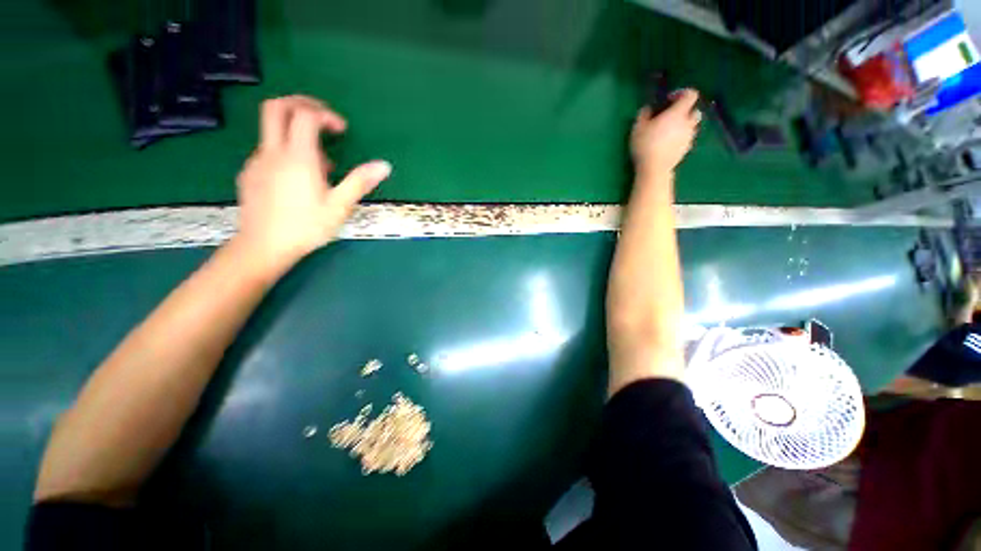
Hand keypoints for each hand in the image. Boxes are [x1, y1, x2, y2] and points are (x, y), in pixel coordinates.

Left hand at [233, 95, 391, 273]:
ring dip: (296, 134)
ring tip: (320, 165)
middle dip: (301, 104)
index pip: (305, 115)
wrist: (263, 247)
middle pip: (276, 107)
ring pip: (272, 131)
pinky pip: (268, 152)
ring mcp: (257, 162)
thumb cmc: (306, 227)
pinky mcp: (249, 173)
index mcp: (298, 158)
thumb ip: (360, 182)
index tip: (341, 130)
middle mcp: (273, 152)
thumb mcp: (339, 206)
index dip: (325, 114)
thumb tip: (384, 165)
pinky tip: (298, 180)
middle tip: (322, 119)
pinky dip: (286, 153)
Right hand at [631, 89, 701, 176]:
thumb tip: (648, 108)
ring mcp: (689, 136)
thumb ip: (644, 114)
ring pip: (692, 125)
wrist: (654, 168)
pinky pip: (688, 138)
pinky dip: (681, 137)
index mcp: (678, 113)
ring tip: (670, 131)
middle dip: (685, 110)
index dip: (681, 93)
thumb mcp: (638, 127)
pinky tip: (669, 143)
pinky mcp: (687, 149)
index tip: (668, 100)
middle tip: (671, 116)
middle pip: (695, 110)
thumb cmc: (646, 145)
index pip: (691, 94)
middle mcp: (688, 122)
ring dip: (684, 124)